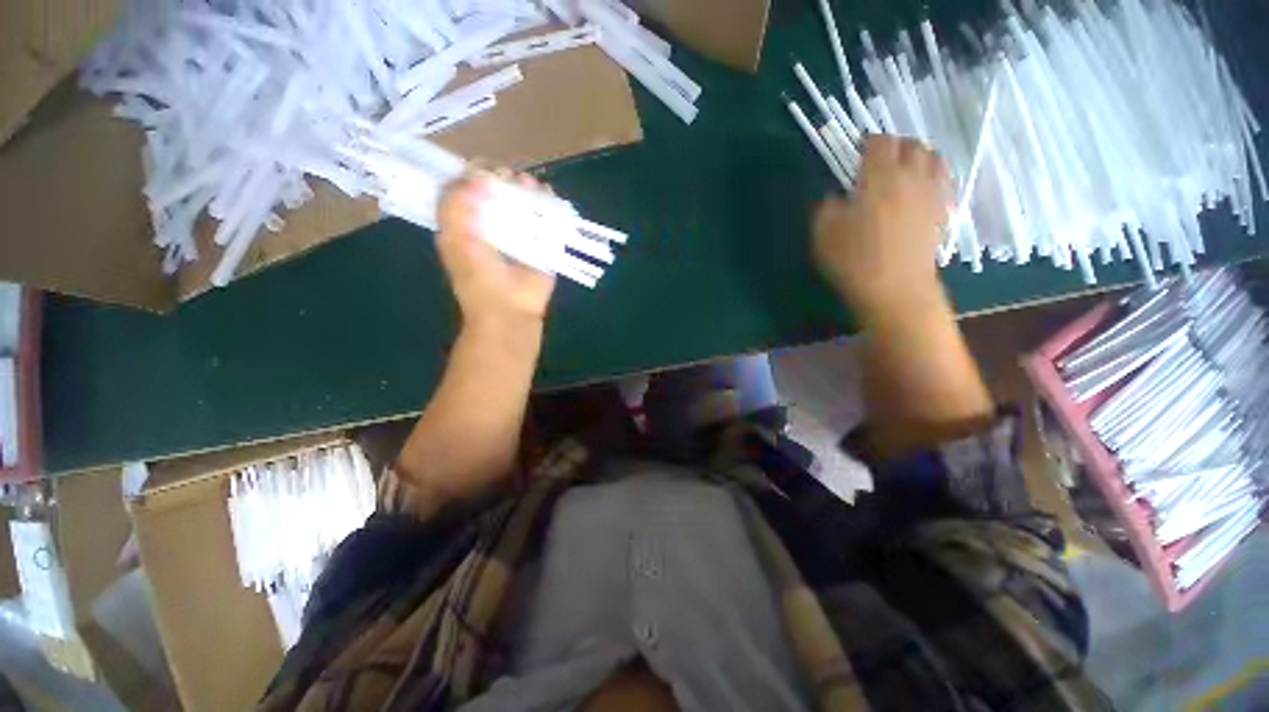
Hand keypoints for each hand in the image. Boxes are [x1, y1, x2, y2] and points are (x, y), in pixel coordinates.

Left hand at [436, 170, 556, 329]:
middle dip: (506, 180)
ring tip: (530, 186)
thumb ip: (455, 205)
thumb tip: (478, 176)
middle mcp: (495, 227)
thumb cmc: (479, 279)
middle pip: (501, 193)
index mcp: (469, 225)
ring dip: (529, 189)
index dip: (477, 175)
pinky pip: (549, 220)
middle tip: (512, 179)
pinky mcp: (545, 245)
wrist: (511, 310)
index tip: (487, 171)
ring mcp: (522, 235)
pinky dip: (551, 206)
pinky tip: (549, 197)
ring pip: (526, 204)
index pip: (471, 191)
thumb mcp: (454, 240)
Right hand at [813, 135, 952, 321]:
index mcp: (880, 178)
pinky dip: (932, 175)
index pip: (880, 143)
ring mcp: (931, 195)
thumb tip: (836, 197)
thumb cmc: (854, 262)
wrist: (896, 290)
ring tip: (903, 169)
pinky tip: (920, 188)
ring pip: (933, 159)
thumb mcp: (824, 235)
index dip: (869, 140)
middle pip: (912, 145)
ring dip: (918, 157)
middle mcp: (911, 178)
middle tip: (878, 159)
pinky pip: (943, 181)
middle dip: (895, 145)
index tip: (858, 147)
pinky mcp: (941, 213)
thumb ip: (826, 208)